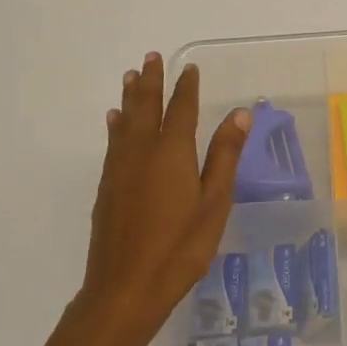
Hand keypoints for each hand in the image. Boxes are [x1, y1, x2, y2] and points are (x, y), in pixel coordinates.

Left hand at [76, 53, 249, 339]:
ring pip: (125, 121)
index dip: (186, 87)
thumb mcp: (214, 202)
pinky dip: (116, 125)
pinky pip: (113, 142)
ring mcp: (120, 169)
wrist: (126, 287)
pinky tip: (114, 121)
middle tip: (151, 57)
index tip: (189, 68)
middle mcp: (142, 152)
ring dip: (130, 96)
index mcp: (172, 153)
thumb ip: (225, 156)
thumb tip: (239, 113)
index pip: (181, 110)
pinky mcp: (107, 188)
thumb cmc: (181, 247)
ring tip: (131, 76)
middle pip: (146, 107)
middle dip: (151, 81)